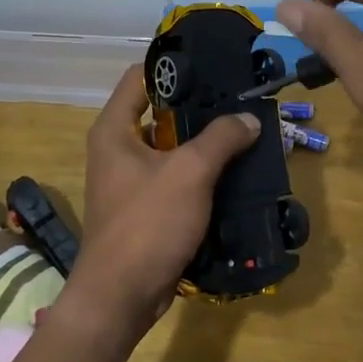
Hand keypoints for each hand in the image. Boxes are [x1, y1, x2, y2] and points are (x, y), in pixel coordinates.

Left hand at [56, 67, 260, 350]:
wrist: (121, 296)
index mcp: (114, 129)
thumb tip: (249, 118)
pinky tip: (235, 172)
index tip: (213, 65)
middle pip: (160, 113)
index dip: (174, 67)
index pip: (140, 77)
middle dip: (199, 108)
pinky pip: (176, 179)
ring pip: (171, 149)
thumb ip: (220, 138)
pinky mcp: (145, 208)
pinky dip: (201, 174)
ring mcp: (130, 181)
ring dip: (204, 144)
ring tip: (245, 133)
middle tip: (240, 101)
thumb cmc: (147, 223)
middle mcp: (117, 149)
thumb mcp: (189, 173)